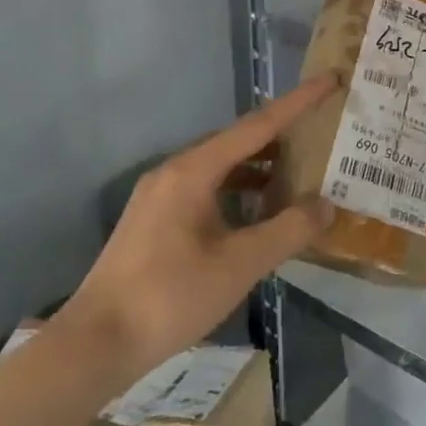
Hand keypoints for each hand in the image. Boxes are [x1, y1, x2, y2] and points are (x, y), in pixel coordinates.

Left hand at [57, 75, 340, 373]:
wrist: (94, 345)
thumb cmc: (170, 296)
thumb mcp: (240, 264)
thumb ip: (288, 230)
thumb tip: (326, 205)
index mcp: (193, 171)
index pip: (258, 125)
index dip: (298, 102)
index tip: (330, 80)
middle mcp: (174, 172)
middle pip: (238, 142)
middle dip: (282, 136)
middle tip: (321, 134)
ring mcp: (160, 196)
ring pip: (222, 168)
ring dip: (261, 169)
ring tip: (300, 176)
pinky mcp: (155, 221)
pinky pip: (207, 190)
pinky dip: (239, 193)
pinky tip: (259, 216)